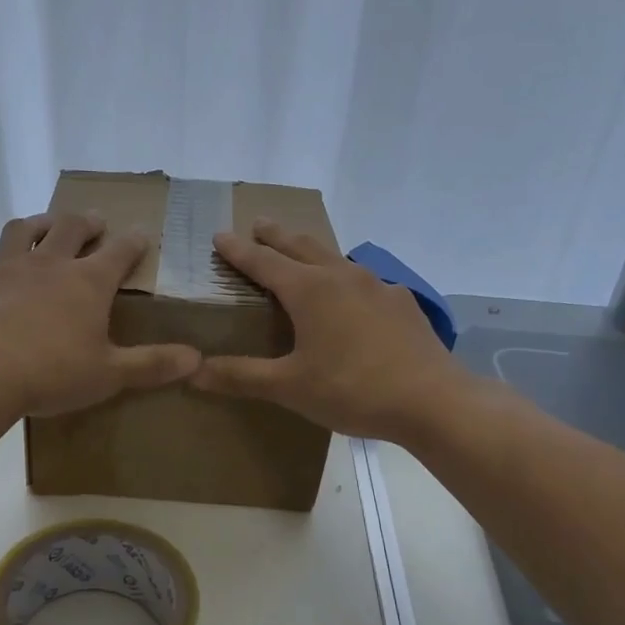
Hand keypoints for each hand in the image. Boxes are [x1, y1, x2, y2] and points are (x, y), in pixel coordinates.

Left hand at [0, 212, 199, 417]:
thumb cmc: (52, 372)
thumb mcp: (109, 374)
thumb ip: (152, 365)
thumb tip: (196, 359)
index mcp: (88, 282)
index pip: (119, 251)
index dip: (134, 241)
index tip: (141, 234)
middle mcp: (49, 265)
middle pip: (72, 227)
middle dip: (88, 222)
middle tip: (96, 222)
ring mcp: (7, 269)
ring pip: (25, 230)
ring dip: (40, 224)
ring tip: (46, 226)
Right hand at [191, 219, 466, 440]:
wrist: (432, 400)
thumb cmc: (352, 390)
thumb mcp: (289, 387)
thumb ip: (241, 376)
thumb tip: (193, 372)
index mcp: (308, 290)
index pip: (263, 261)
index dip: (238, 250)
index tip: (220, 236)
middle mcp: (342, 276)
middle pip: (301, 245)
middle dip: (276, 235)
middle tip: (259, 224)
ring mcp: (377, 286)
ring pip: (336, 257)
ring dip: (312, 250)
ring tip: (302, 253)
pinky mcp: (402, 303)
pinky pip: (364, 280)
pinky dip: (345, 278)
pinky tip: (353, 296)